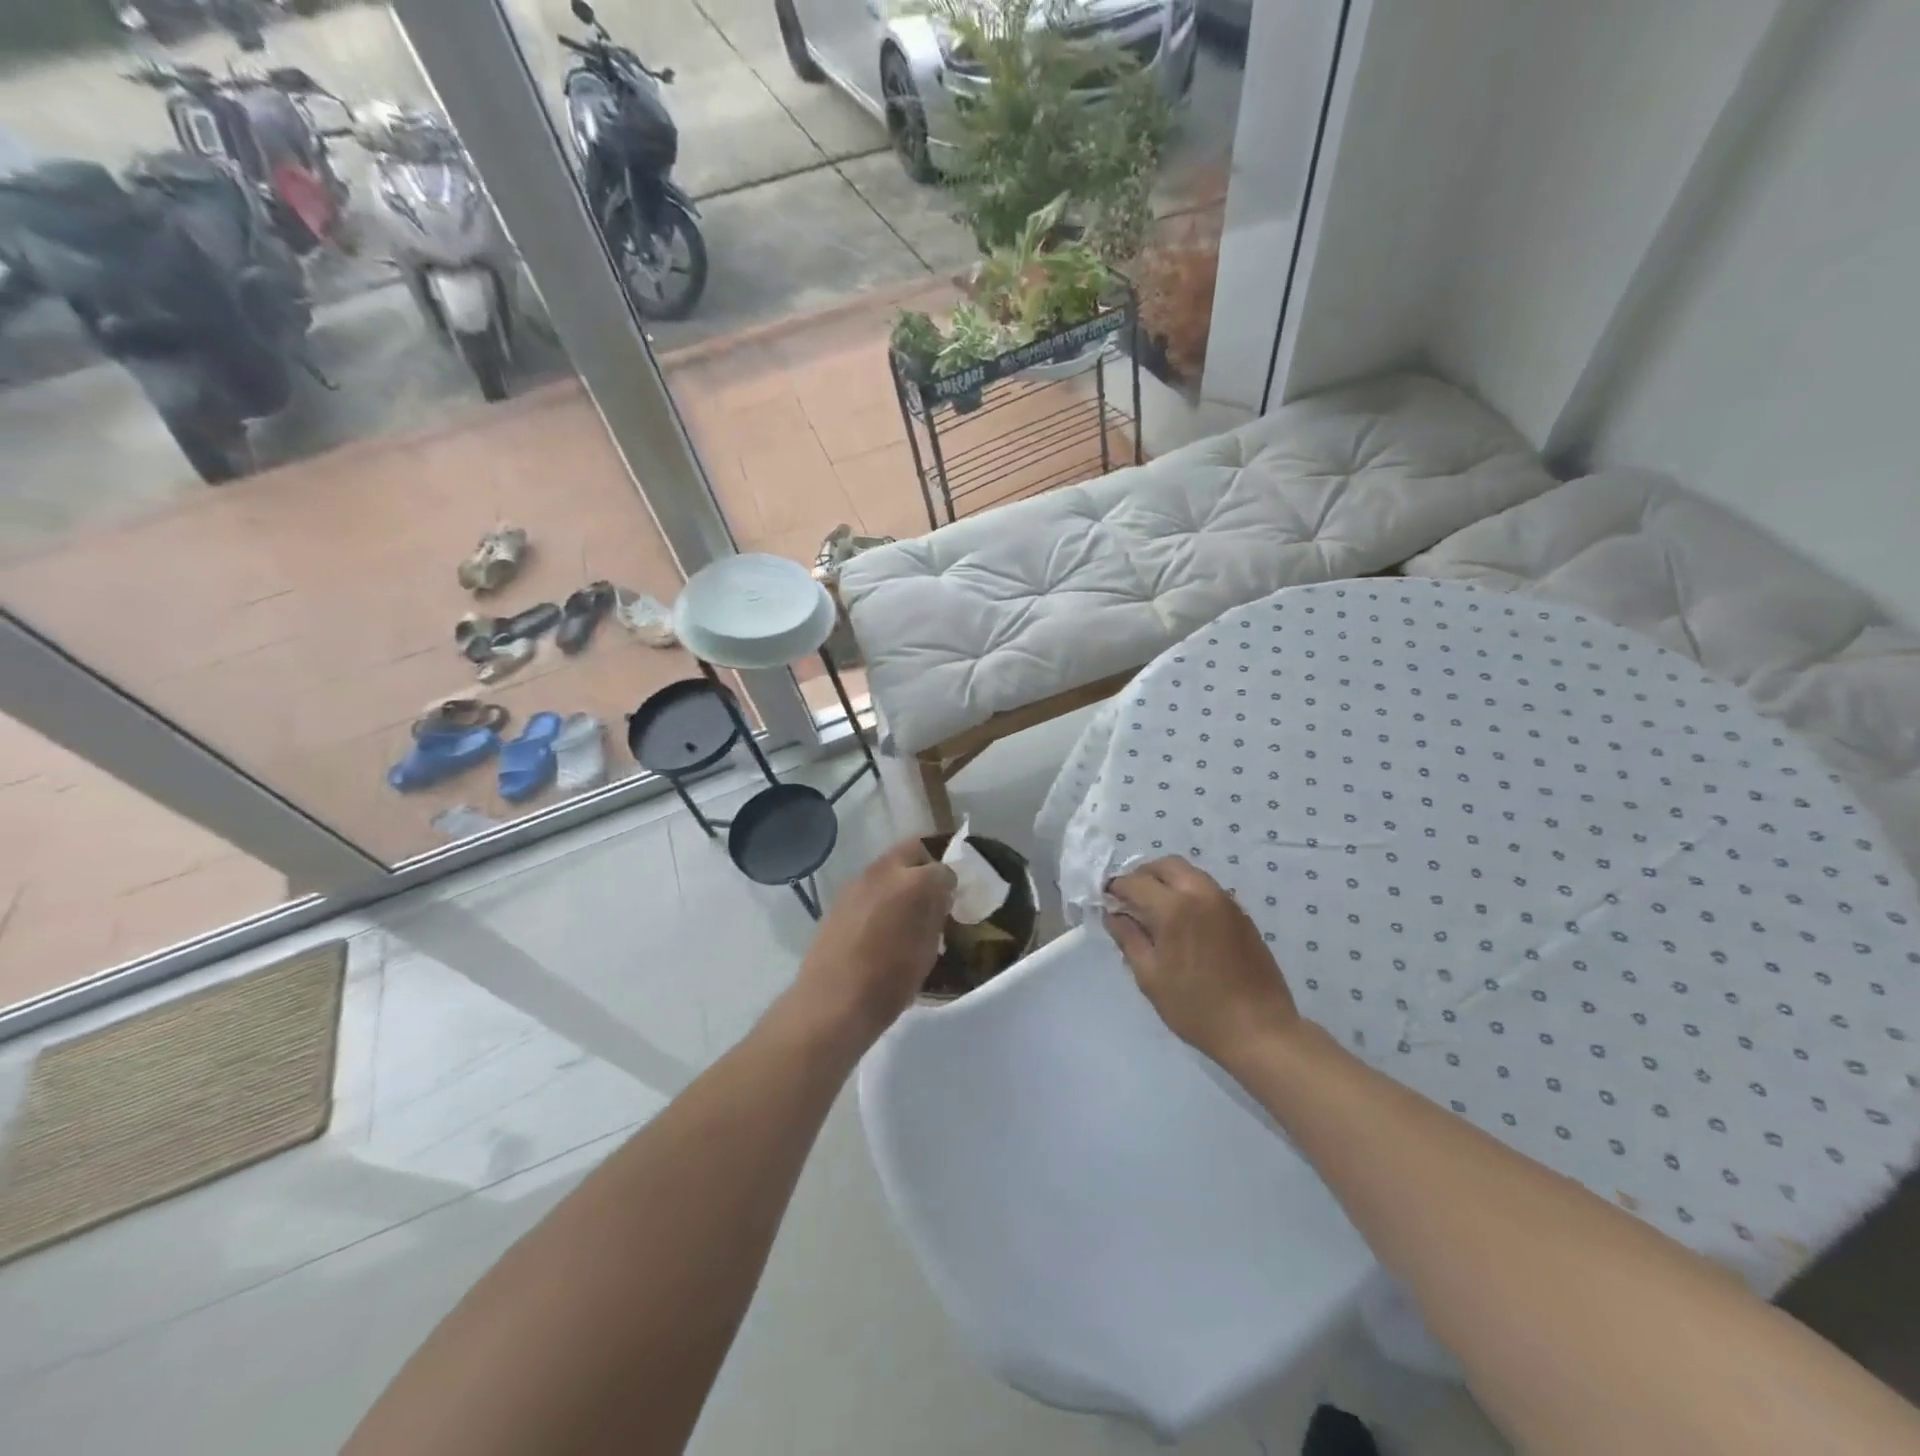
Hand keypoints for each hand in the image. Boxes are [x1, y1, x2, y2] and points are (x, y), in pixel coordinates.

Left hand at [792, 838, 955, 1047]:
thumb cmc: (890, 982)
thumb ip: (936, 915)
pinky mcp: (839, 898)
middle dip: (925, 866)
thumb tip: (940, 898)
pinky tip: (880, 922)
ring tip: (905, 910)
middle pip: (913, 851)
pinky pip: (869, 885)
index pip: (944, 869)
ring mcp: (858, 882)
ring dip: (901, 879)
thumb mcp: (928, 950)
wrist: (833, 1001)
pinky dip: (880, 894)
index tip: (952, 901)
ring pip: (888, 866)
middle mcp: (885, 871)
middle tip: (931, 893)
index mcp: (916, 882)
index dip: (951, 884)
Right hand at [1105, 857, 1300, 1070]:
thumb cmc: (1196, 1007)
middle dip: (1143, 875)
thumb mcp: (1150, 976)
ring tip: (1156, 910)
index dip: (1116, 888)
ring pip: (1190, 873)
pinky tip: (1183, 922)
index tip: (1106, 900)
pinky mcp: (1241, 915)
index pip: (1136, 882)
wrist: (1259, 1029)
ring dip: (1167, 881)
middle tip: (1130, 899)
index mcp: (1174, 907)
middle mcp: (1201, 893)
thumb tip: (1113, 915)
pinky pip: (1207, 889)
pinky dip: (1188, 893)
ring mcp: (1226, 902)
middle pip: (1166, 865)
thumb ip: (1128, 939)